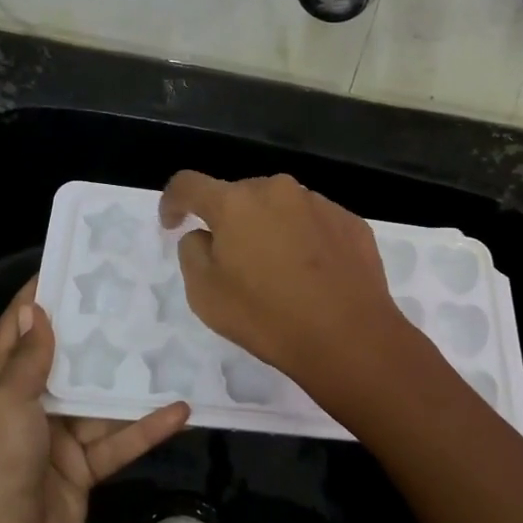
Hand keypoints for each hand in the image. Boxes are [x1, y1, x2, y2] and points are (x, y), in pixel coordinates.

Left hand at [0, 279, 188, 522]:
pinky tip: (181, 410)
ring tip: (167, 346)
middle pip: (65, 362)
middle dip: (94, 333)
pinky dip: (146, 428)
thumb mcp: (6, 404)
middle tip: (132, 298)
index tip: (68, 266)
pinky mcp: (85, 469)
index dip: (37, 300)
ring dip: (130, 382)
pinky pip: (119, 440)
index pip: (17, 333)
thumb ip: (26, 359)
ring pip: (100, 401)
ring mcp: (59, 440)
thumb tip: (34, 309)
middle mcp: (29, 408)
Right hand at [158, 171, 412, 404]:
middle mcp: (276, 190)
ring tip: (278, 271)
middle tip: (233, 261)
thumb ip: (193, 252)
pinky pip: (314, 222)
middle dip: (229, 221)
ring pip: (280, 207)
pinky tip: (312, 274)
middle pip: (239, 196)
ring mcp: (318, 203)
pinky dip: (304, 239)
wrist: (349, 337)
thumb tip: (204, 235)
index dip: (173, 200)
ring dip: (269, 228)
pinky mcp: (350, 221)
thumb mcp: (205, 294)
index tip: (173, 222)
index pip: (189, 184)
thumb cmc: (267, 317)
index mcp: (234, 203)